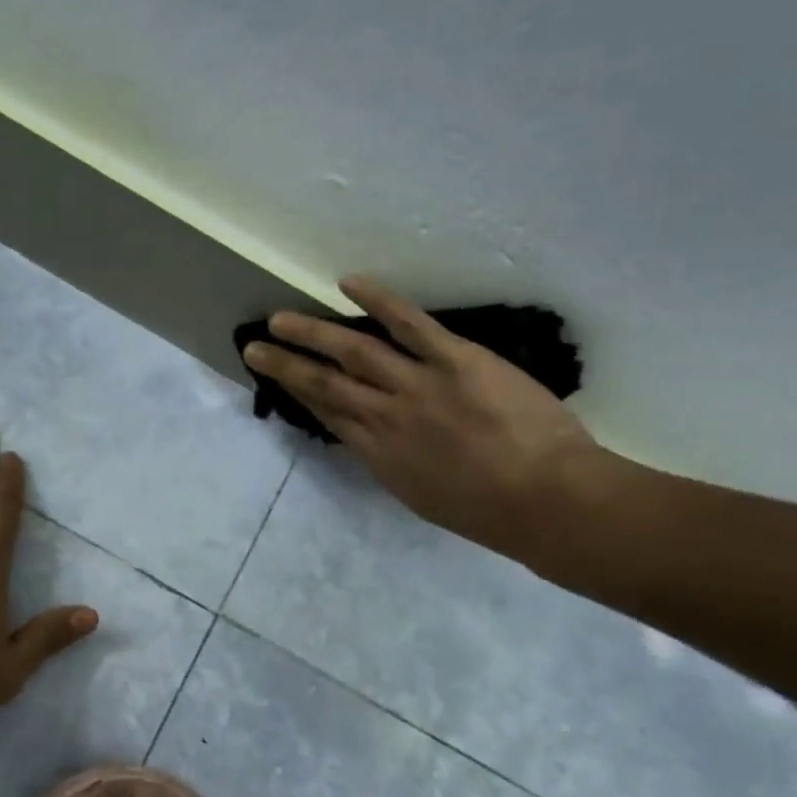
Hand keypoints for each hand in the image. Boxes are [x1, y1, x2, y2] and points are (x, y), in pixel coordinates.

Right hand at [242, 277, 609, 566]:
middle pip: (325, 385)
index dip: (300, 395)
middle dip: (286, 365)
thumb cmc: (488, 512)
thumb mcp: (423, 498)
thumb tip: (374, 442)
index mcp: (379, 455)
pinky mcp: (454, 360)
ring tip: (280, 318)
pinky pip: (410, 325)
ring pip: (354, 352)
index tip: (279, 379)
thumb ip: (393, 464)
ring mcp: (418, 385)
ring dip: (313, 333)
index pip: (330, 416)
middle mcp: (385, 417)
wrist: (542, 499)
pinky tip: (348, 284)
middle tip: (254, 346)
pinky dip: (378, 302)